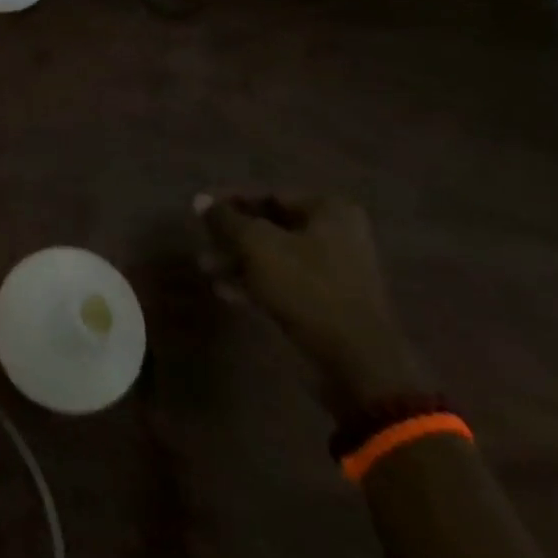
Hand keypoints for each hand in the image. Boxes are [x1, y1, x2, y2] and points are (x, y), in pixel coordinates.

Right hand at [195, 191, 424, 419]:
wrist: (358, 363)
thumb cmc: (308, 289)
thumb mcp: (257, 246)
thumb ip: (226, 220)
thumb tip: (200, 200)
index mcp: (329, 210)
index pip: (268, 194)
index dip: (230, 200)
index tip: (199, 209)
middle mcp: (337, 233)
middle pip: (271, 225)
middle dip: (233, 234)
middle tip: (202, 241)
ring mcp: (335, 269)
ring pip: (275, 255)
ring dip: (239, 260)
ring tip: (205, 268)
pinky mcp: (329, 301)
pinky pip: (285, 281)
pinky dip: (256, 282)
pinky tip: (225, 291)